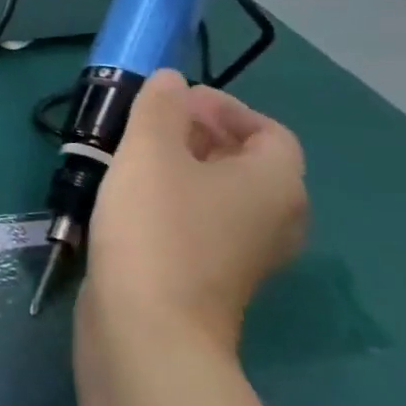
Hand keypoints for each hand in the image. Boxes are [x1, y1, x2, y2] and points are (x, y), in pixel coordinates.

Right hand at [83, 70, 306, 350]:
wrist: (148, 325)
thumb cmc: (157, 227)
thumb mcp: (149, 151)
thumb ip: (160, 106)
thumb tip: (171, 80)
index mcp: (275, 184)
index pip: (268, 131)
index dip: (224, 107)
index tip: (173, 99)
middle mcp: (275, 219)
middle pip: (247, 162)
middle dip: (200, 135)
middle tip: (149, 123)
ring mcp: (246, 255)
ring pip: (222, 194)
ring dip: (184, 168)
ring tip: (133, 157)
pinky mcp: (213, 278)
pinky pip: (204, 223)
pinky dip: (176, 202)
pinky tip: (130, 200)